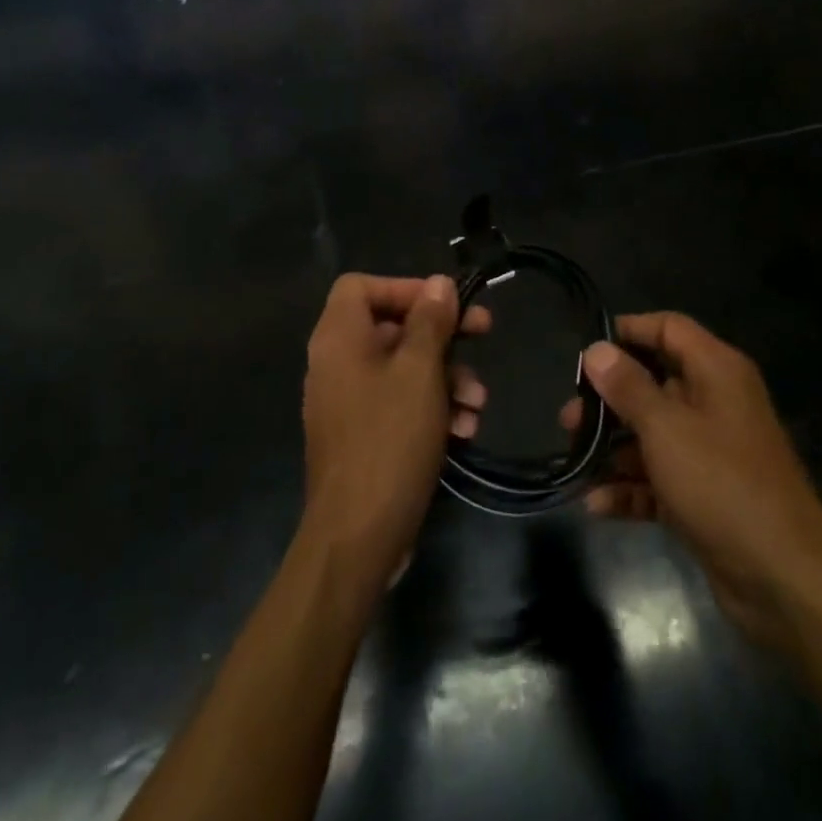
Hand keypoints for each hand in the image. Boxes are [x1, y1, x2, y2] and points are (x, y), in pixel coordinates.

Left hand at [299, 274, 489, 589]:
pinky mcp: (362, 435)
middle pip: (391, 325)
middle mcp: (337, 363)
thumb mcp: (420, 372)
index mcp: (339, 338)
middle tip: (484, 333)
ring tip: (478, 401)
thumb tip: (438, 283)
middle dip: (442, 334)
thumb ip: (430, 322)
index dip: (404, 287)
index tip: (445, 304)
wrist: (358, 537)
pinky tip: (465, 428)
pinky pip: (399, 402)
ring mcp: (348, 402)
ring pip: (402, 367)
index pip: (361, 286)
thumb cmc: (389, 440)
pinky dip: (431, 406)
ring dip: (446, 376)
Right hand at [562, 313, 821, 649]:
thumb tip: (597, 349)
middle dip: (609, 400)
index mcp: (716, 371)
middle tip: (568, 418)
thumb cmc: (722, 484)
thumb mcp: (666, 428)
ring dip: (613, 448)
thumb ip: (628, 386)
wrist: (785, 581)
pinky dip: (631, 488)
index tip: (586, 352)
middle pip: (654, 384)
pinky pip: (659, 479)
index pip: (668, 329)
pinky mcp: (704, 496)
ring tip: (573, 461)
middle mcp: (715, 403)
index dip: (628, 332)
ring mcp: (710, 452)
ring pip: (652, 434)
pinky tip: (596, 504)